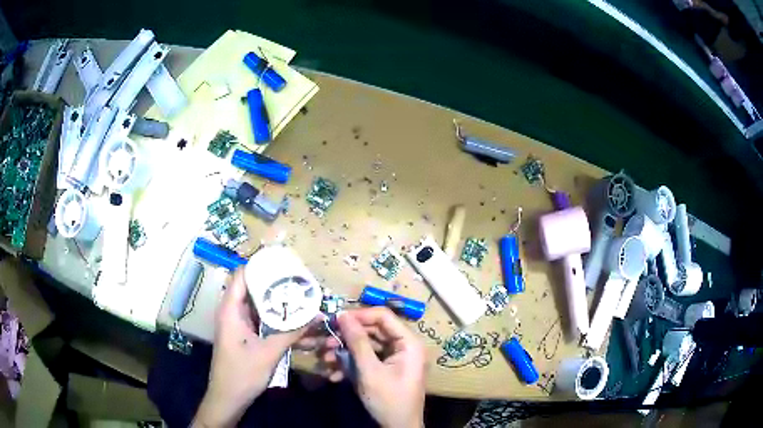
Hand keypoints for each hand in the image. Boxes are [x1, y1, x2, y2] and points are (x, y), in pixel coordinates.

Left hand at [193, 269, 314, 426]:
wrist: (228, 399)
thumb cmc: (242, 374)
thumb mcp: (269, 353)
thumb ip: (291, 333)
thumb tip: (317, 316)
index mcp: (231, 310)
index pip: (243, 275)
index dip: (261, 265)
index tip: (285, 262)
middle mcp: (234, 312)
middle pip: (253, 288)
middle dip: (276, 284)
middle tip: (301, 281)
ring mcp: (239, 325)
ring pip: (260, 306)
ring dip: (279, 304)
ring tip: (304, 298)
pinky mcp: (246, 336)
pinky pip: (262, 322)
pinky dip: (277, 320)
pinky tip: (297, 324)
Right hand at [320, 308, 426, 427]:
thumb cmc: (388, 400)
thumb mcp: (370, 371)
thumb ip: (358, 342)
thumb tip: (343, 315)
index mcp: (408, 342)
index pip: (383, 316)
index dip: (359, 315)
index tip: (335, 319)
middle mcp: (404, 346)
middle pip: (373, 331)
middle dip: (347, 337)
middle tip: (325, 341)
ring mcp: (395, 358)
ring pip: (367, 345)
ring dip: (345, 352)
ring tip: (325, 359)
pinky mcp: (386, 368)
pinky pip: (367, 359)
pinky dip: (351, 364)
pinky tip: (333, 374)